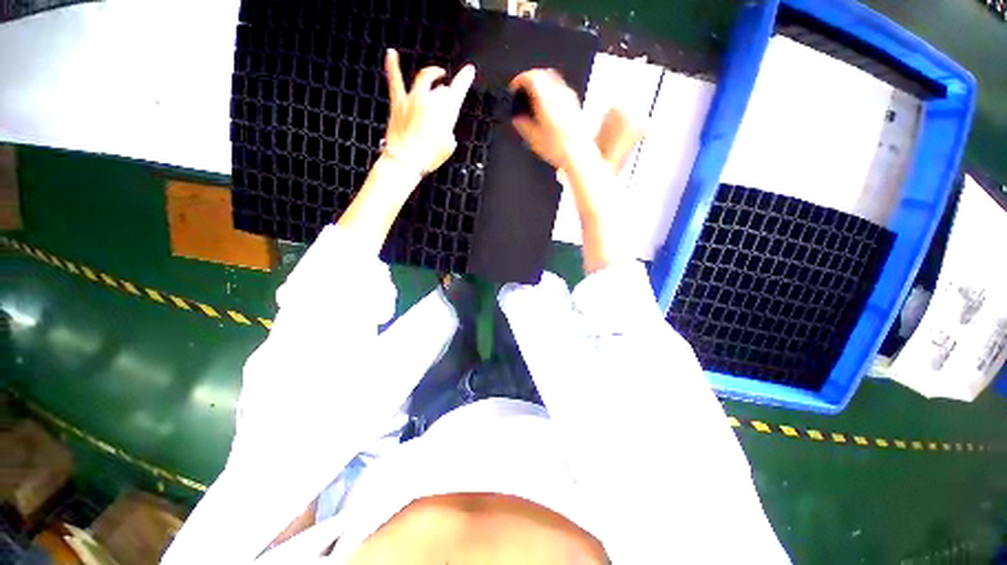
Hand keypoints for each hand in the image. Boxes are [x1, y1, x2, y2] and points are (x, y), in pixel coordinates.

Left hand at [384, 48, 474, 175]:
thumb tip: (444, 123)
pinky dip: (393, 66)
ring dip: (432, 75)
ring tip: (436, 74)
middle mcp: (430, 102)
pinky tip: (391, 54)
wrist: (406, 161)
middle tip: (448, 95)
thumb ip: (448, 131)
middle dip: (446, 92)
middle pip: (442, 89)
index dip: (464, 79)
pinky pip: (395, 81)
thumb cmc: (428, 157)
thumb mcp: (448, 147)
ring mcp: (413, 100)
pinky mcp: (399, 103)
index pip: (458, 91)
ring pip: (424, 79)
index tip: (469, 70)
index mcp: (445, 113)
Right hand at [509, 69, 587, 170]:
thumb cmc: (559, 147)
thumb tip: (517, 118)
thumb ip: (522, 124)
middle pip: (543, 74)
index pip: (531, 77)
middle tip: (523, 90)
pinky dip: (551, 92)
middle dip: (531, 79)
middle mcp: (558, 93)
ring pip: (553, 79)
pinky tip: (548, 106)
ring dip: (542, 84)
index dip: (519, 80)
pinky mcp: (575, 104)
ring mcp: (569, 97)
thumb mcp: (533, 138)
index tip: (514, 88)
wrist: (577, 154)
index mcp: (546, 98)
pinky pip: (561, 89)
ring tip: (535, 98)